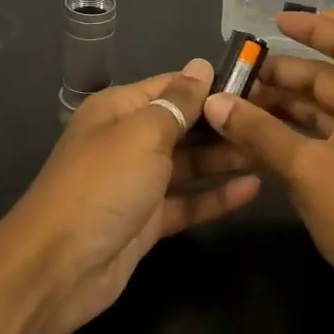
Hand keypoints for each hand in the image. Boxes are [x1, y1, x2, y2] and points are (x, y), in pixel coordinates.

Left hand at [3, 59, 260, 333]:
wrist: (58, 268)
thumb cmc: (102, 185)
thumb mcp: (143, 134)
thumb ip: (178, 102)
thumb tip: (201, 65)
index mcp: (119, 110)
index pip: (172, 86)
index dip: (212, 85)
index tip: (259, 84)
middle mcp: (128, 141)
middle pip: (184, 125)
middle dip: (224, 123)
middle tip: (276, 120)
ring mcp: (138, 183)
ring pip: (190, 164)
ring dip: (226, 158)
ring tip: (272, 151)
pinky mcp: (148, 221)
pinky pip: (188, 201)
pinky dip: (217, 195)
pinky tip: (253, 188)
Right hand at [201, 12, 333, 333]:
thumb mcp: (309, 167)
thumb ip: (260, 132)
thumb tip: (215, 101)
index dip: (312, 28)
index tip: (272, 22)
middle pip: (324, 81)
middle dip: (280, 77)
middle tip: (231, 80)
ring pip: (317, 116)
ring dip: (279, 111)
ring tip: (232, 110)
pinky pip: (315, 146)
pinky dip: (285, 141)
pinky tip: (251, 146)